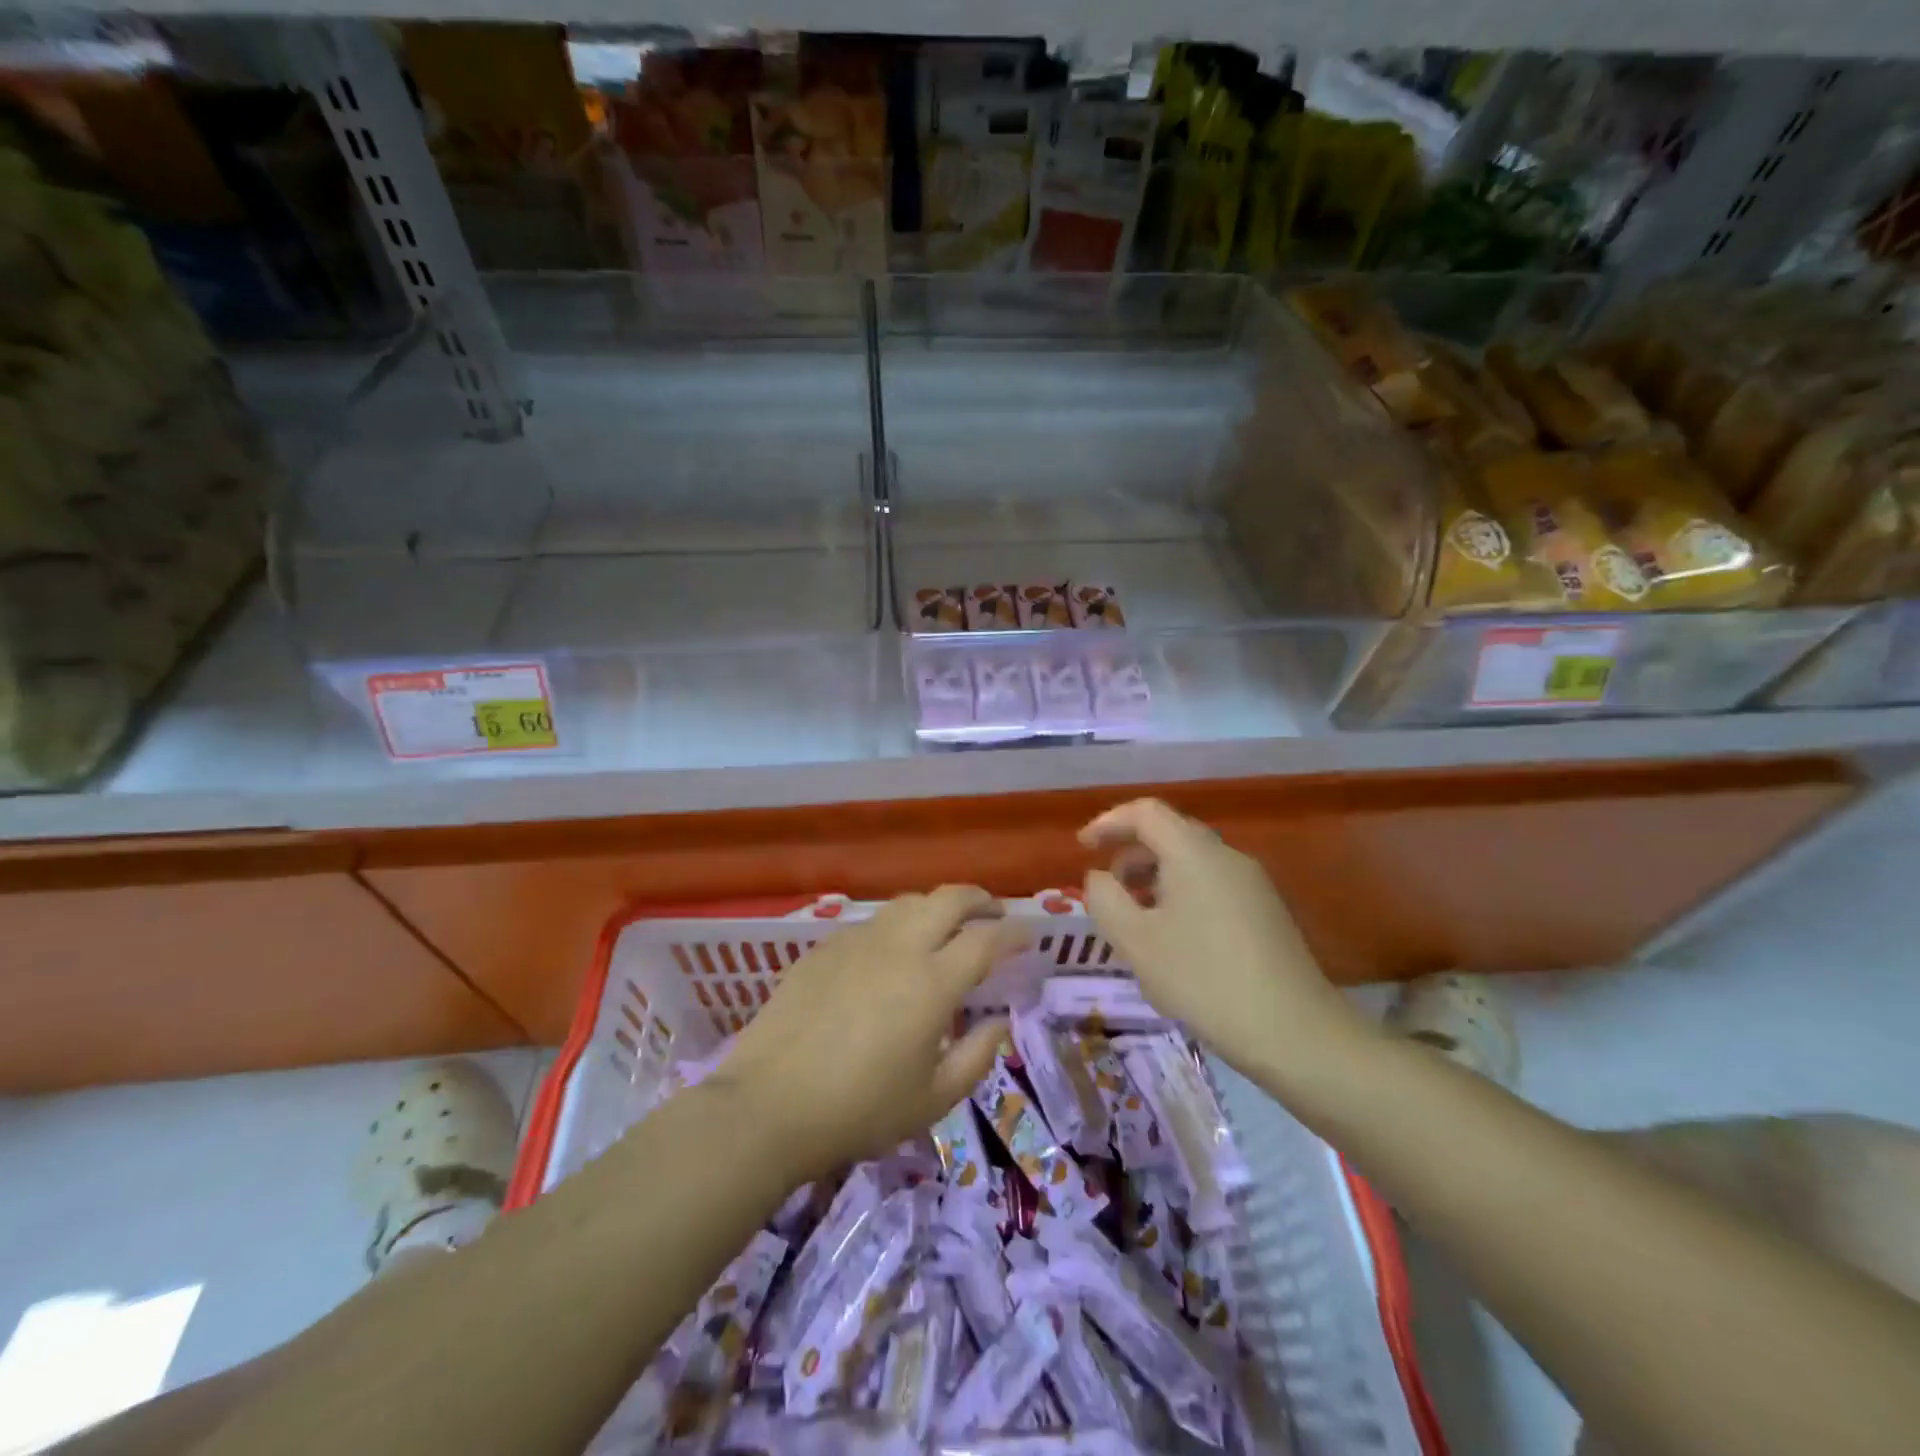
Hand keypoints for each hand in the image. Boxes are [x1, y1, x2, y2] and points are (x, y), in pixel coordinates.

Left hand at [714, 887, 1025, 1181]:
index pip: (987, 939)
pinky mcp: (825, 946)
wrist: (769, 1105)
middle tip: (994, 913)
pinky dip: (898, 924)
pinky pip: (872, 921)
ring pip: (908, 902)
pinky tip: (892, 952)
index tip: (1028, 935)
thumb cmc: (859, 1110)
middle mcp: (899, 946)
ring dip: (937, 906)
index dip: (1014, 932)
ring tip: (946, 927)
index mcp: (933, 982)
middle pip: (949, 898)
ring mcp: (858, 941)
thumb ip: (977, 1056)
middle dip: (980, 899)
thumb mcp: (932, 1098)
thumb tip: (999, 1022)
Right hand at [1080, 799, 1367, 1079]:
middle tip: (1108, 888)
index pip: (1145, 812)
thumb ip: (1104, 898)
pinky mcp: (1266, 912)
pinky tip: (1174, 941)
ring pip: (1192, 863)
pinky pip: (1212, 886)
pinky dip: (1181, 896)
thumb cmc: (1203, 979)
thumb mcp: (1135, 940)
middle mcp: (1227, 856)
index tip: (1083, 848)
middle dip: (1131, 853)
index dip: (1108, 823)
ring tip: (1136, 921)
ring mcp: (1253, 884)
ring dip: (1155, 878)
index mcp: (1194, 852)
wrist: (1294, 1032)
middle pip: (1170, 834)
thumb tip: (1100, 876)